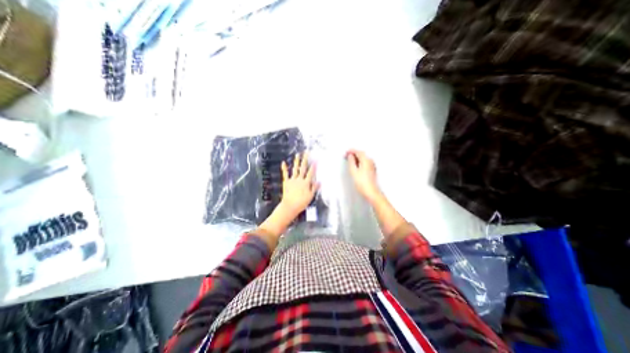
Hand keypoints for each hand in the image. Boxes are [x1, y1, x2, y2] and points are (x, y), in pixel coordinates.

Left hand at [281, 153, 319, 218]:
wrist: (290, 206)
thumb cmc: (301, 203)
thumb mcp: (310, 196)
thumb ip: (314, 188)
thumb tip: (319, 182)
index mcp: (306, 183)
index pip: (311, 173)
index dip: (314, 166)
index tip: (316, 160)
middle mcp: (299, 180)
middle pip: (303, 168)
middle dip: (305, 160)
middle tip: (306, 153)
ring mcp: (292, 180)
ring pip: (295, 169)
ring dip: (296, 161)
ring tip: (297, 155)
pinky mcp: (286, 182)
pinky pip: (285, 174)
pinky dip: (284, 168)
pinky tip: (284, 162)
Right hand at [347, 149, 380, 204]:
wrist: (371, 192)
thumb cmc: (362, 183)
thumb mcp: (353, 171)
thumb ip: (351, 162)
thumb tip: (351, 156)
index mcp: (366, 160)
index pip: (358, 152)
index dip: (351, 151)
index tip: (346, 152)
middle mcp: (370, 161)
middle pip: (361, 154)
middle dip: (354, 154)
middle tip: (347, 155)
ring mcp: (372, 166)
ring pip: (363, 158)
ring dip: (357, 158)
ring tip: (350, 160)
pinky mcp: (372, 170)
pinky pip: (365, 162)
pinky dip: (360, 162)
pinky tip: (356, 165)